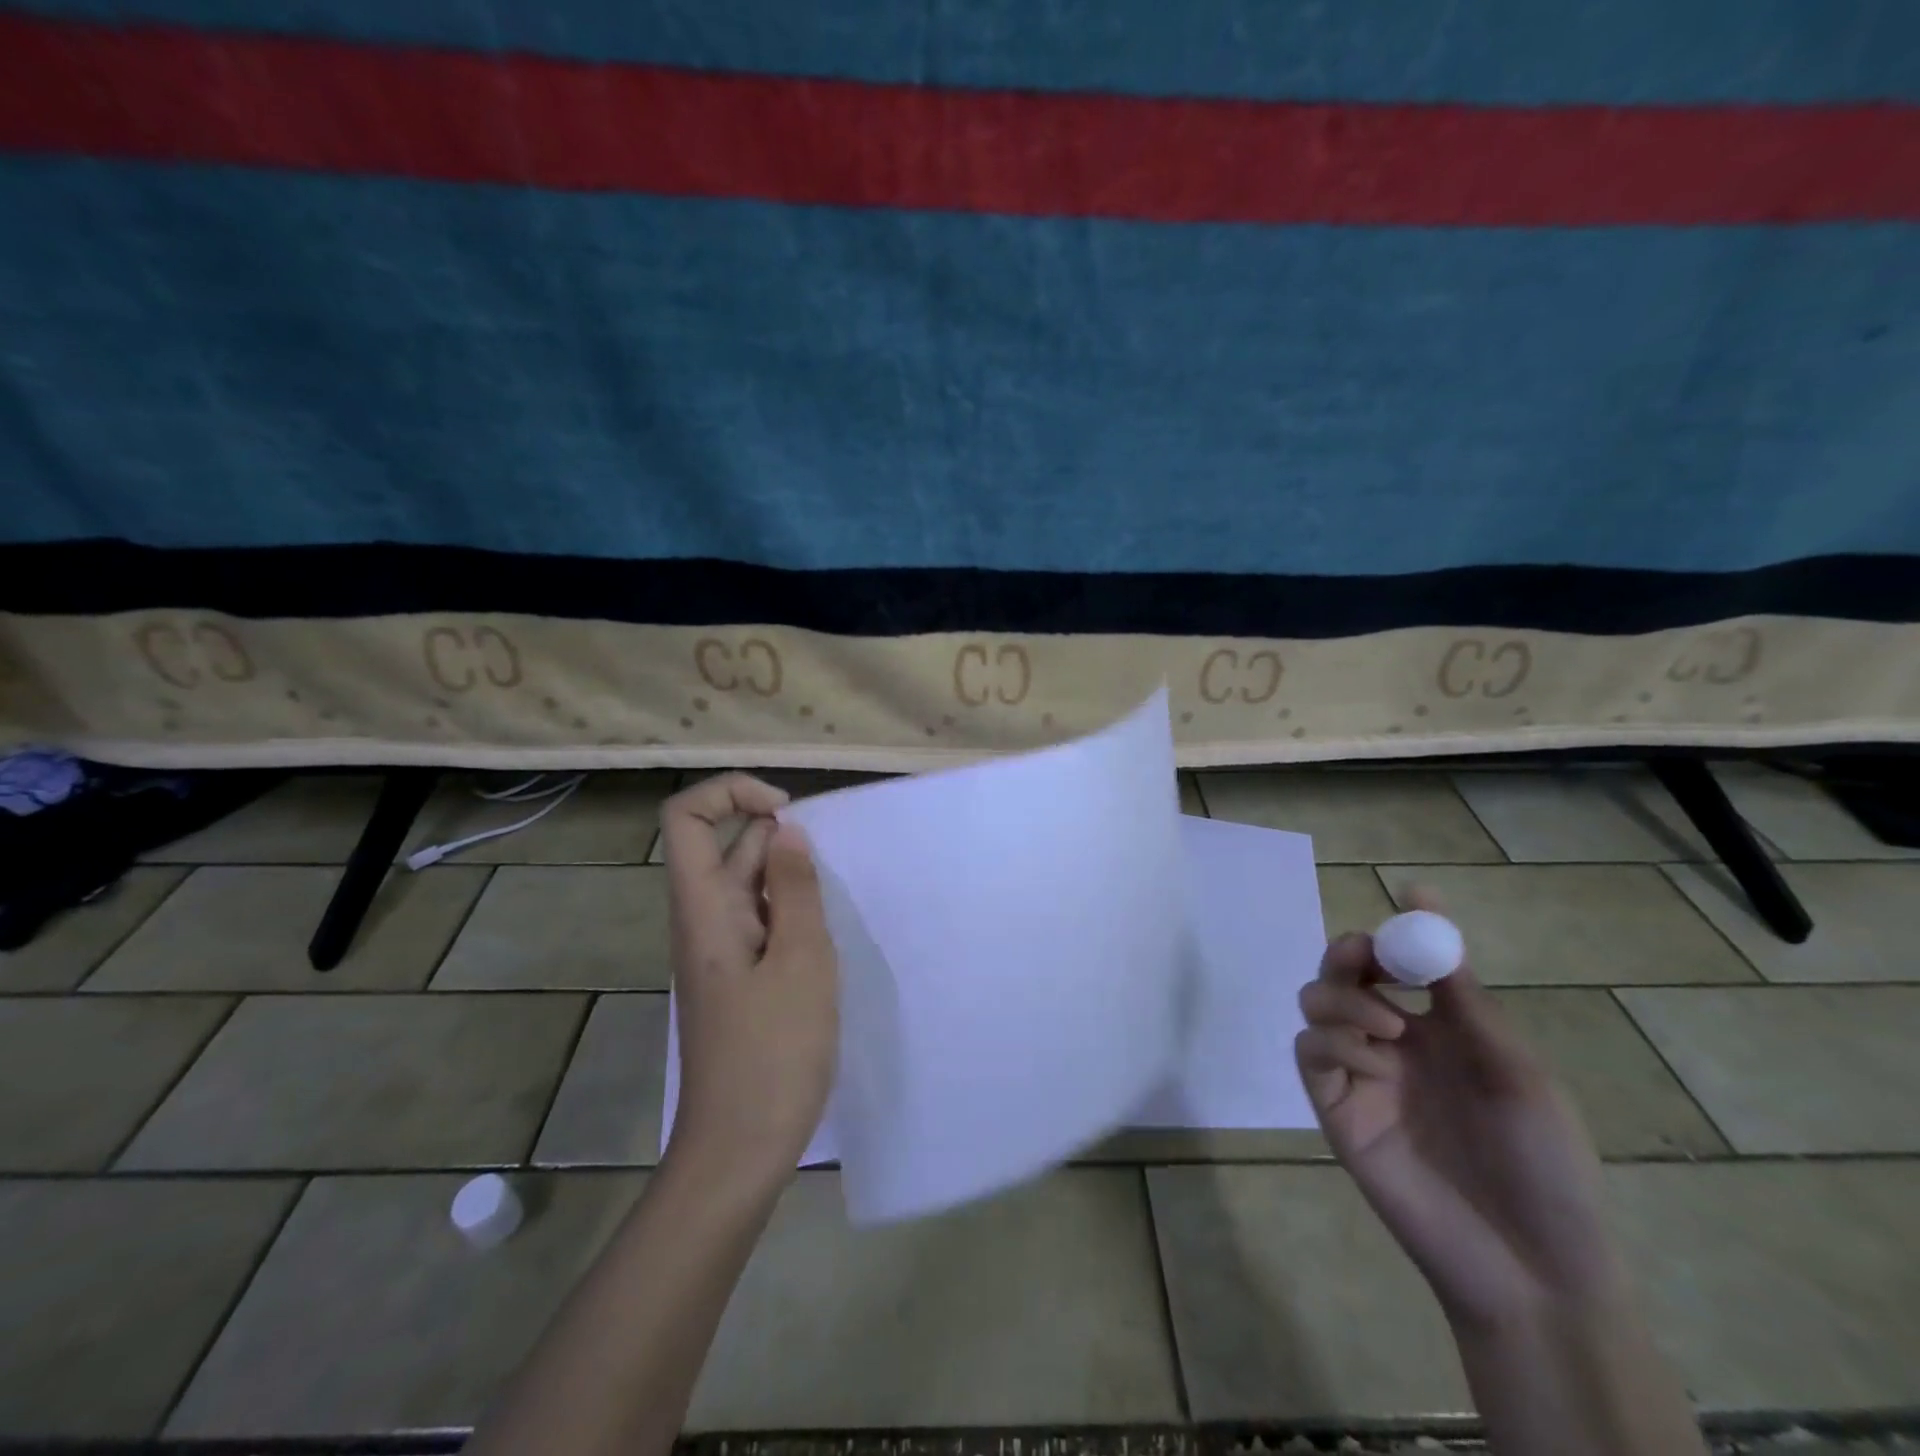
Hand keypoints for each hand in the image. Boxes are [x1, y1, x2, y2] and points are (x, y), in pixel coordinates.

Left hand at [662, 774, 837, 1188]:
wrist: (737, 1152)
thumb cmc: (773, 1054)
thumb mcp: (802, 961)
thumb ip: (795, 889)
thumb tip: (785, 831)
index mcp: (703, 908)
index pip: (688, 818)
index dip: (732, 794)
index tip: (787, 813)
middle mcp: (703, 920)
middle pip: (724, 846)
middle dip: (778, 839)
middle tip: (827, 872)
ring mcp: (720, 950)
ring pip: (747, 885)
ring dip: (789, 879)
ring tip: (831, 905)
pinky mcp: (737, 978)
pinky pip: (760, 921)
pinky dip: (790, 912)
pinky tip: (823, 940)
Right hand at [1295, 891, 1625, 1331]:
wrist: (1531, 1265)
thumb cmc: (1544, 1163)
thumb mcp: (1512, 1066)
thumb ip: (1459, 990)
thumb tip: (1426, 904)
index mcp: (1439, 1030)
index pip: (1396, 962)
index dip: (1392, 932)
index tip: (1403, 905)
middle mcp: (1391, 1043)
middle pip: (1342, 974)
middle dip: (1348, 955)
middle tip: (1366, 960)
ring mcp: (1359, 1074)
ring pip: (1315, 1004)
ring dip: (1342, 998)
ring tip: (1386, 1026)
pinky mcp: (1335, 1108)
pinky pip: (1311, 1051)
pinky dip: (1333, 1041)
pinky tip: (1372, 1061)